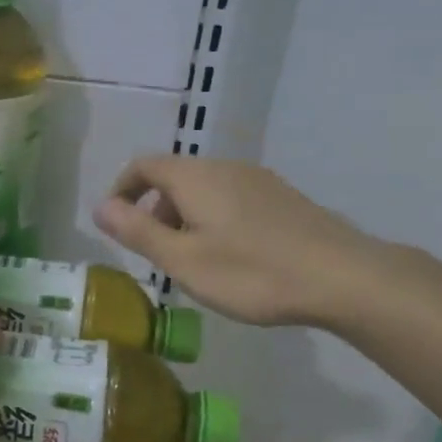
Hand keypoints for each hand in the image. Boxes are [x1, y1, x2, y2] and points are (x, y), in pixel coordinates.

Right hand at [93, 156, 393, 329]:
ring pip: (205, 188)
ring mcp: (258, 180)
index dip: (122, 189)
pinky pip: (232, 198)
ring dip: (185, 215)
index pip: (143, 165)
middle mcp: (225, 167)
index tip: (116, 223)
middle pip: (175, 175)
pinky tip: (232, 256)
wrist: (342, 277)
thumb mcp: (183, 260)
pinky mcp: (283, 198)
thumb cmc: (252, 272)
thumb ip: (138, 231)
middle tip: (155, 251)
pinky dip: (214, 218)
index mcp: (195, 177)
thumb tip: (99, 207)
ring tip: (192, 259)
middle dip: (154, 207)